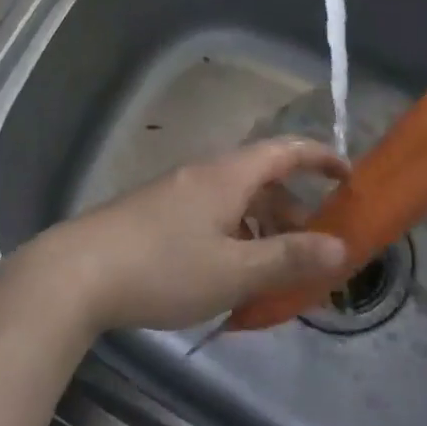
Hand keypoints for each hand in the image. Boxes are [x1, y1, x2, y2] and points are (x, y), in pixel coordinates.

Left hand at [22, 139, 350, 333]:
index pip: (284, 149)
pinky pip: (210, 215)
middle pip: (260, 178)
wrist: (77, 272)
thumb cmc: (163, 268)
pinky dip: (233, 236)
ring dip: (262, 228)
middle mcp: (202, 174)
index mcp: (226, 176)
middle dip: (294, 209)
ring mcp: (174, 193)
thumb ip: (289, 258)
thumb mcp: (234, 270)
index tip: (349, 178)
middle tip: (315, 251)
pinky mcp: (154, 214)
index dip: (320, 157)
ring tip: (275, 273)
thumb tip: (343, 246)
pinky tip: (228, 276)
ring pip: (234, 200)